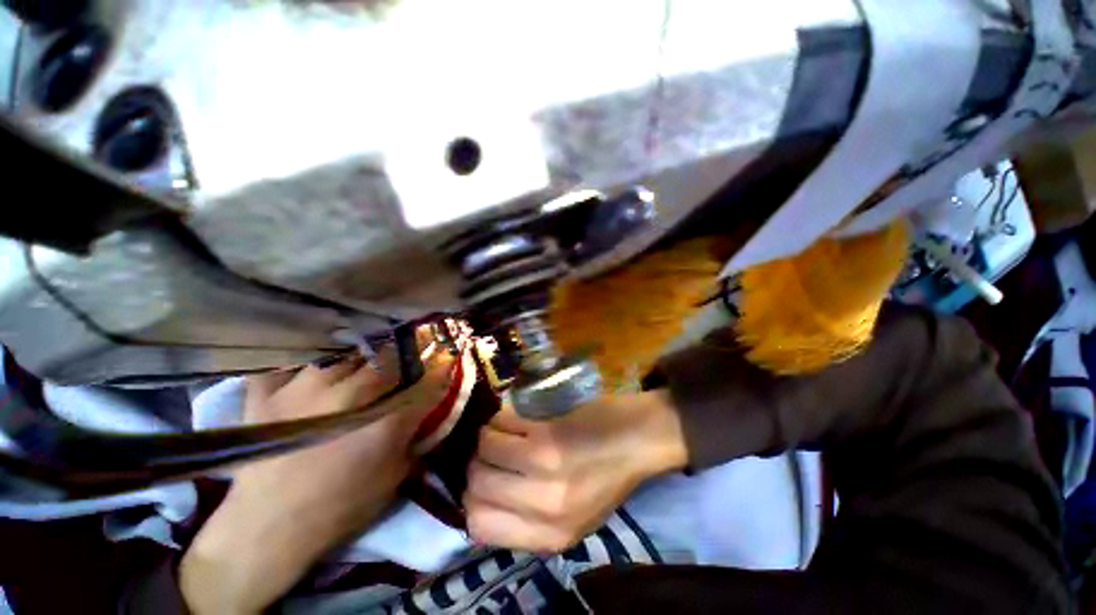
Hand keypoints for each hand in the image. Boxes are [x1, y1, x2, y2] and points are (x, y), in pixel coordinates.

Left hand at [181, 344, 455, 614]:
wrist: (266, 529)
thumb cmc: (339, 506)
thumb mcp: (393, 477)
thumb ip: (415, 439)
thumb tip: (428, 415)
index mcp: (383, 422)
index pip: (425, 382)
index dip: (442, 366)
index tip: (449, 355)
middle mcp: (347, 397)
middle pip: (388, 358)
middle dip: (407, 350)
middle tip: (412, 346)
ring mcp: (302, 390)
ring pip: (345, 353)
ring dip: (363, 352)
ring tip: (366, 354)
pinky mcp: (267, 395)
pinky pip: (290, 362)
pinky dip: (308, 359)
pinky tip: (316, 363)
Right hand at [464, 390, 687, 552]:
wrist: (640, 439)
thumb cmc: (608, 475)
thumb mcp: (575, 517)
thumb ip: (530, 518)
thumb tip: (483, 496)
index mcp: (551, 536)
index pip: (478, 526)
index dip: (473, 499)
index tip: (484, 480)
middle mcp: (543, 508)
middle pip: (476, 485)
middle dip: (477, 464)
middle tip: (491, 452)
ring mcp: (545, 469)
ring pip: (483, 449)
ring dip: (488, 437)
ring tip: (503, 432)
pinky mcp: (548, 435)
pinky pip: (501, 424)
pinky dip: (501, 419)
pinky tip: (516, 418)